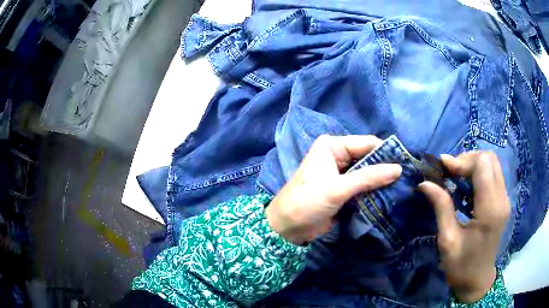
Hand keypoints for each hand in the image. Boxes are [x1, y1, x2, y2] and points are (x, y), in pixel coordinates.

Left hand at [265, 135, 401, 244]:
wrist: (287, 227)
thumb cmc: (308, 202)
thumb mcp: (338, 188)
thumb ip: (369, 177)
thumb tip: (398, 168)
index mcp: (332, 146)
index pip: (366, 143)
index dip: (386, 152)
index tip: (406, 163)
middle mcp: (337, 155)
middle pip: (368, 157)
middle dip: (385, 168)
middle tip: (406, 178)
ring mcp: (340, 172)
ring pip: (367, 172)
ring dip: (381, 181)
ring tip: (402, 187)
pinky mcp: (342, 188)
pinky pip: (362, 185)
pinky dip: (373, 190)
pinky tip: (388, 195)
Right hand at [418, 153, 510, 302]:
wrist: (477, 281)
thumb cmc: (461, 266)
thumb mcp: (448, 240)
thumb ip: (441, 208)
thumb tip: (425, 183)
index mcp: (489, 210)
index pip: (482, 165)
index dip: (462, 160)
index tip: (443, 168)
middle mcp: (501, 199)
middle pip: (489, 158)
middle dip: (468, 159)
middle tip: (450, 172)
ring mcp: (505, 200)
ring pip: (492, 163)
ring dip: (473, 164)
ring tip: (456, 177)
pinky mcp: (503, 202)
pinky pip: (493, 175)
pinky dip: (479, 173)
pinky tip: (467, 186)